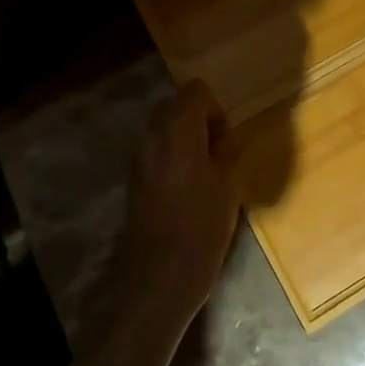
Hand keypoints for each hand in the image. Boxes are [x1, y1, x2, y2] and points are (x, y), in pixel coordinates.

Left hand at [115, 81, 241, 323]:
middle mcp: (153, 135)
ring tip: (203, 168)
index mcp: (180, 130)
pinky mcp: (133, 178)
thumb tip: (231, 140)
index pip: (195, 91)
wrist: (160, 274)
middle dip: (197, 118)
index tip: (226, 136)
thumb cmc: (202, 227)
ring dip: (183, 136)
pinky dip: (170, 154)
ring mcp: (139, 156)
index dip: (214, 107)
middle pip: (175, 105)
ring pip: (162, 127)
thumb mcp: (229, 187)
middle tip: (217, 149)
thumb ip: (229, 154)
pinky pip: (154, 149)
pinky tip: (186, 185)